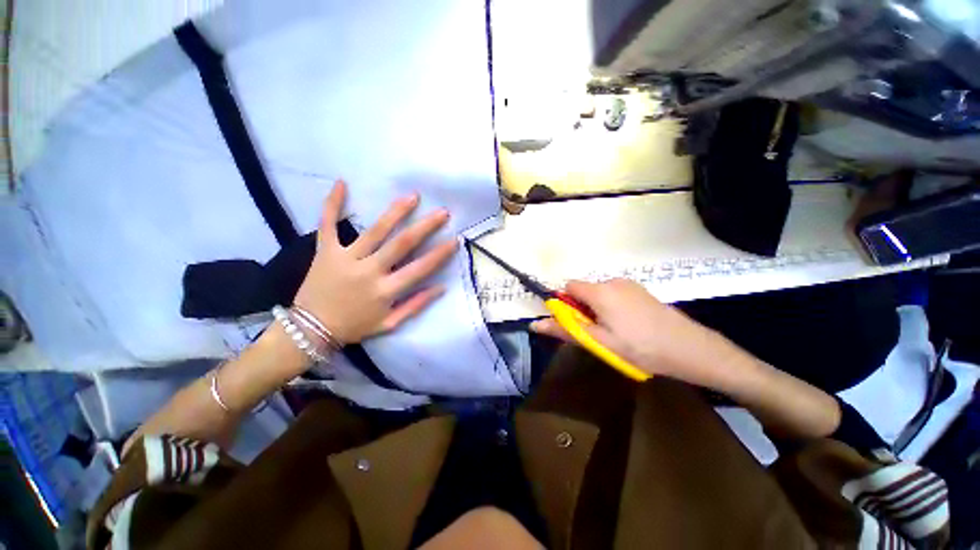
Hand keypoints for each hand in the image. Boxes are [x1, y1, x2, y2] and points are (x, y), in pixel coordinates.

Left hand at [293, 180, 456, 343]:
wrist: (310, 330)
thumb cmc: (355, 327)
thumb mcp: (390, 324)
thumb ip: (416, 305)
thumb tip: (441, 287)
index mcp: (386, 291)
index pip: (420, 269)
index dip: (440, 254)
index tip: (454, 240)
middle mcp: (369, 271)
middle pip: (402, 244)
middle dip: (425, 226)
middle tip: (442, 212)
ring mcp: (346, 259)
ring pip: (374, 230)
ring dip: (395, 212)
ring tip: (413, 197)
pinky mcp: (325, 251)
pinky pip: (328, 224)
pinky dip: (333, 204)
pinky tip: (341, 183)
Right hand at [531, 279, 728, 385]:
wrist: (689, 348)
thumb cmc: (639, 347)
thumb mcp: (599, 342)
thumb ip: (565, 330)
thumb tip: (534, 324)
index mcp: (600, 291)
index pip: (569, 287)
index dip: (566, 304)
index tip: (577, 324)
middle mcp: (612, 281)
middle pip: (584, 290)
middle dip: (583, 309)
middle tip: (598, 334)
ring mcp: (629, 284)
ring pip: (599, 293)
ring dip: (598, 309)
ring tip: (616, 332)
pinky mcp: (640, 290)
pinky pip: (614, 294)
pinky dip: (612, 306)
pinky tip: (629, 325)